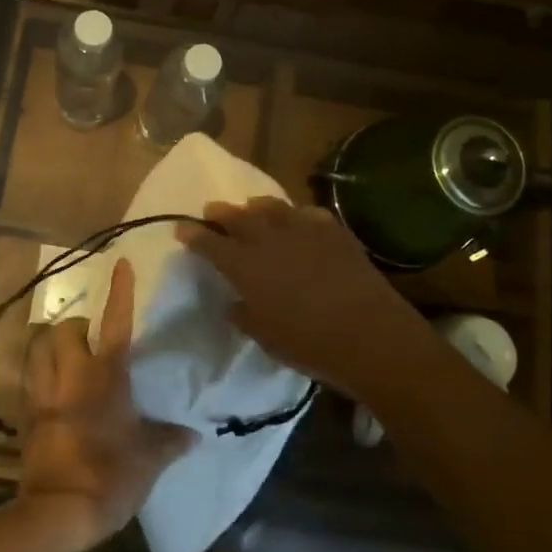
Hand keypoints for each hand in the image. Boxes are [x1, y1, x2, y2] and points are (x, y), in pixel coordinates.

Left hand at [17, 258, 196, 551]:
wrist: (58, 512)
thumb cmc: (111, 476)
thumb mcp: (151, 460)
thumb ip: (171, 441)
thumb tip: (194, 434)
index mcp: (105, 376)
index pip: (115, 322)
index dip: (120, 291)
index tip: (121, 263)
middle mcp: (70, 376)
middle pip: (63, 330)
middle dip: (75, 328)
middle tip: (89, 339)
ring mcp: (43, 394)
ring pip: (38, 350)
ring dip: (50, 347)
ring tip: (64, 358)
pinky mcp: (26, 416)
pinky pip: (29, 382)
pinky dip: (38, 377)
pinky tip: (52, 393)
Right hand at [180, 197, 438, 400]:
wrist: (369, 335)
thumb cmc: (309, 344)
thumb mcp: (265, 337)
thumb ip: (244, 315)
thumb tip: (234, 303)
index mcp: (245, 266)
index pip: (209, 243)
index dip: (193, 234)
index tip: (182, 229)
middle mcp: (269, 240)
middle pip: (237, 216)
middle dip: (220, 213)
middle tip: (211, 211)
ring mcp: (303, 231)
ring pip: (272, 207)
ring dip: (256, 208)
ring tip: (252, 209)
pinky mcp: (334, 232)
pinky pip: (309, 214)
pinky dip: (297, 216)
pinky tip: (299, 222)